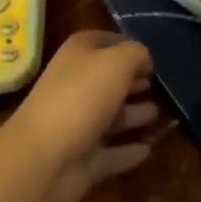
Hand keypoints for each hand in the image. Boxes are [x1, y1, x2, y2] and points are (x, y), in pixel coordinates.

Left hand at [5, 31, 158, 201]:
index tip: (152, 56)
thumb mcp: (117, 62)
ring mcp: (78, 124)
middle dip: (131, 81)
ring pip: (111, 116)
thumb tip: (145, 59)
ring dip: (133, 115)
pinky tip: (148, 150)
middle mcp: (76, 85)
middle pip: (108, 80)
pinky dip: (127, 151)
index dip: (128, 46)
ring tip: (158, 114)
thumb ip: (136, 54)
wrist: (42, 160)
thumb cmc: (81, 97)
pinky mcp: (82, 159)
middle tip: (157, 85)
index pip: (105, 41)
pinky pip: (111, 153)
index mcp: (78, 55)